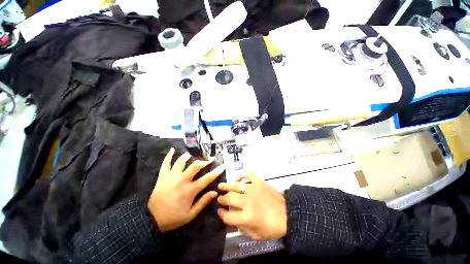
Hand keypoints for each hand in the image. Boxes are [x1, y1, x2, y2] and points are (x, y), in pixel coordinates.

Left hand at [148, 148, 224, 231]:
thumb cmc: (173, 217)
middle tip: (209, 158)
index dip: (216, 171)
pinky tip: (172, 149)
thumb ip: (203, 202)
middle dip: (204, 160)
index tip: (223, 165)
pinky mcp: (163, 176)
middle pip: (195, 165)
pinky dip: (169, 155)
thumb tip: (215, 192)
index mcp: (190, 190)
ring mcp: (171, 176)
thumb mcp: (190, 214)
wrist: (151, 219)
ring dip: (189, 156)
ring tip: (193, 154)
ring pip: (181, 161)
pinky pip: (165, 163)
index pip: (207, 178)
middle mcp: (182, 180)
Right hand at [217, 172, 286, 240]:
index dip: (221, 214)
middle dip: (222, 199)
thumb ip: (242, 228)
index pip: (228, 216)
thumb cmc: (272, 227)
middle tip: (220, 198)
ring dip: (226, 186)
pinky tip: (238, 178)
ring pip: (236, 185)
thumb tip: (232, 220)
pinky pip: (248, 175)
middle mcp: (248, 201)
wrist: (288, 214)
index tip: (220, 211)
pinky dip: (242, 175)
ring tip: (221, 186)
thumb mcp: (256, 235)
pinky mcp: (259, 182)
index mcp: (247, 217)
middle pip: (229, 198)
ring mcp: (253, 189)